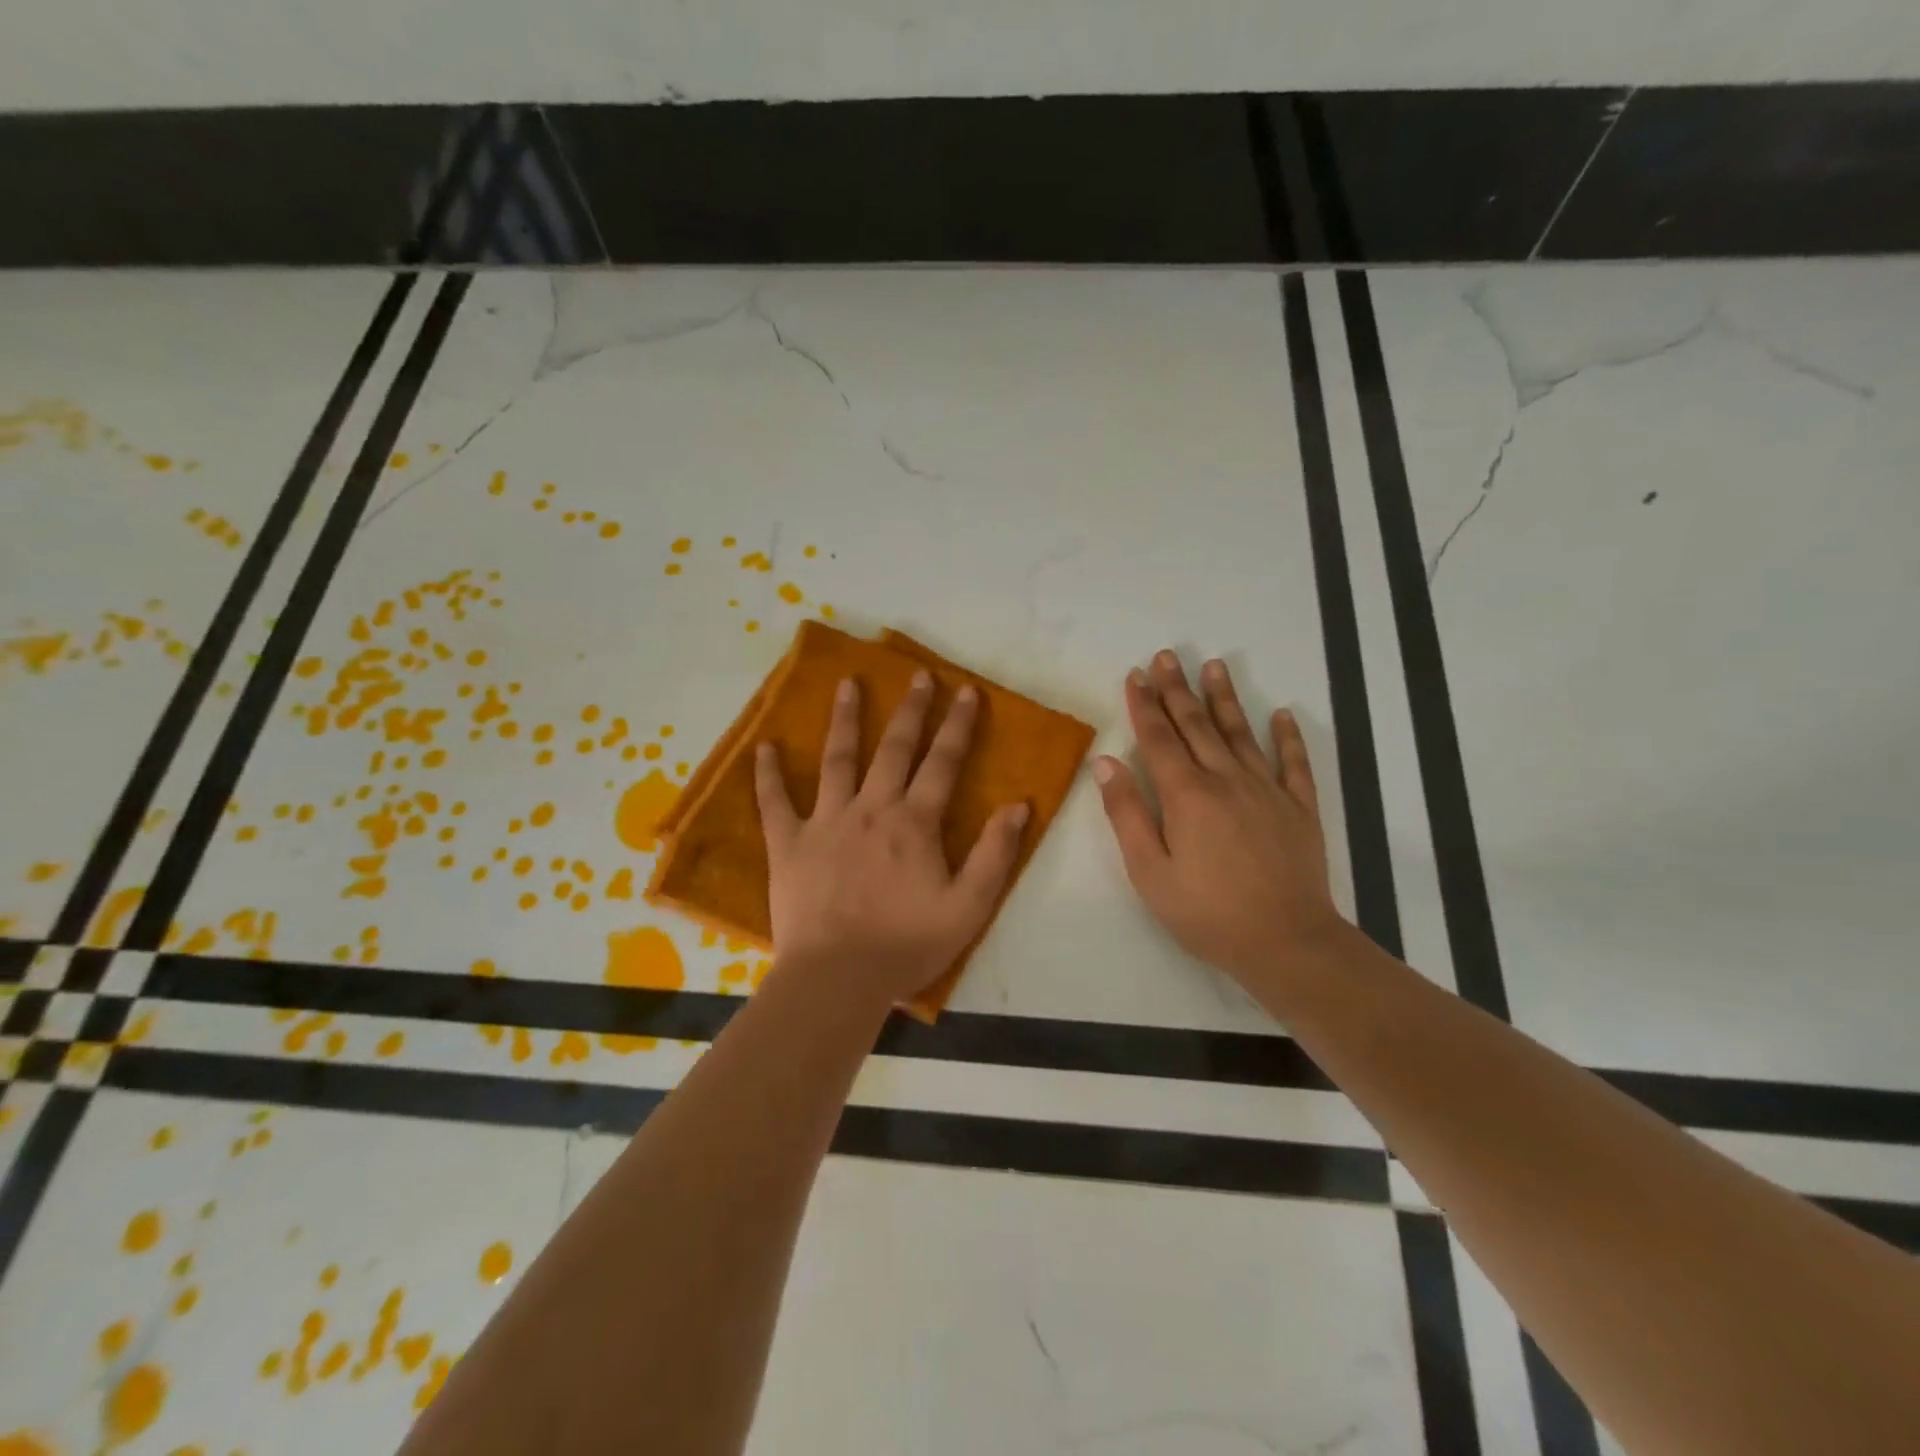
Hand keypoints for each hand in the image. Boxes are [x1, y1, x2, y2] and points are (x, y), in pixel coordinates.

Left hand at [755, 671, 1029, 1007]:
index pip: (942, 763)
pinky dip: (768, 774)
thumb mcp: (969, 907)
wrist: (837, 978)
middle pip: (894, 749)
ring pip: (837, 759)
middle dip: (911, 710)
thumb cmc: (907, 945)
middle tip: (918, 675)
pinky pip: (774, 803)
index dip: (957, 725)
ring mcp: (825, 822)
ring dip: (845, 720)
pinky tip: (765, 747)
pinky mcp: (788, 844)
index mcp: (914, 823)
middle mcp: (871, 809)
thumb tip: (1019, 805)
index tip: (966, 691)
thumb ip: (995, 854)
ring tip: (849, 683)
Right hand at [1095, 651, 1344, 993]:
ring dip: (1225, 698)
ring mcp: (1268, 791)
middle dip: (1178, 689)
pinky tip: (1283, 715)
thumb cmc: (1207, 913)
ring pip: (1241, 733)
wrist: (1286, 943)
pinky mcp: (1299, 809)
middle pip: (1197, 725)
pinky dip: (1288, 737)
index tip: (1136, 675)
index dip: (1145, 705)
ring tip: (1214, 666)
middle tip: (1167, 656)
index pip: (1159, 738)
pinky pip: (1294, 764)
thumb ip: (1127, 814)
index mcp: (1187, 795)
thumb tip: (1106, 763)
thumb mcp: (1150, 872)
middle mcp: (1227, 780)